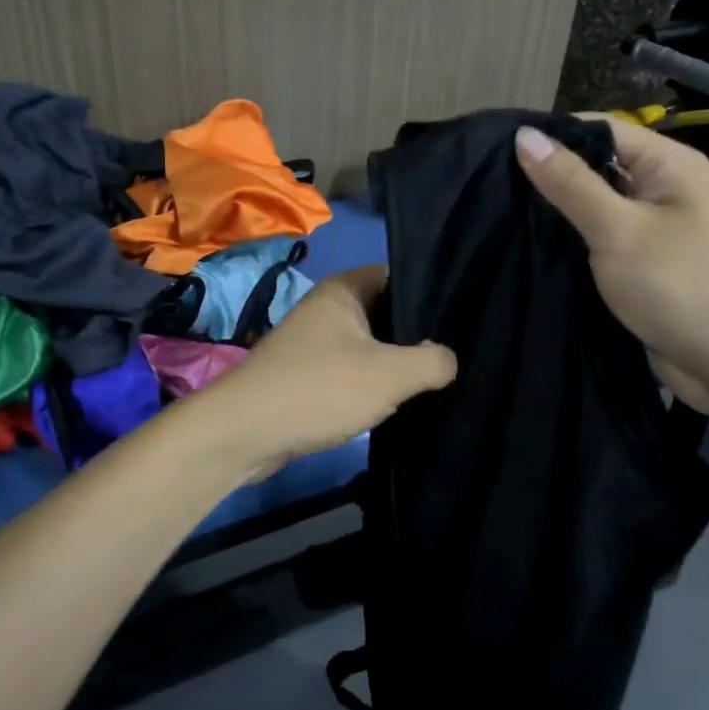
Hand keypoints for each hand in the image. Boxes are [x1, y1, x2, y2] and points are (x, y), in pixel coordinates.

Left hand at [194, 266, 456, 472]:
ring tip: (438, 378)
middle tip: (458, 353)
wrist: (243, 434)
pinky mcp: (308, 376)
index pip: (399, 276)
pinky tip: (399, 401)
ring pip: (370, 345)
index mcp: (344, 289)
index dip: (432, 293)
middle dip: (418, 334)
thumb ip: (432, 361)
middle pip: (387, 312)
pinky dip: (373, 384)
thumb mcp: (389, 374)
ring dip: (397, 363)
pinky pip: (352, 371)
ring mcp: (314, 343)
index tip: (465, 317)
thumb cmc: (319, 389)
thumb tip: (450, 359)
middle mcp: (327, 308)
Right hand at [514, 117, 708, 421]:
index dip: (552, 136)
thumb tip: (525, 135)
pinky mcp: (644, 269)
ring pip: (594, 211)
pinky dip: (571, 247)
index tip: (495, 150)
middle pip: (596, 169)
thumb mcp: (620, 231)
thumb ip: (571, 184)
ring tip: (498, 216)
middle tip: (489, 187)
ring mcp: (654, 232)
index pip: (600, 130)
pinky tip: (530, 250)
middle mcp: (662, 191)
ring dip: (556, 216)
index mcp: (669, 165)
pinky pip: (600, 246)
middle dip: (548, 178)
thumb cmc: (684, 287)